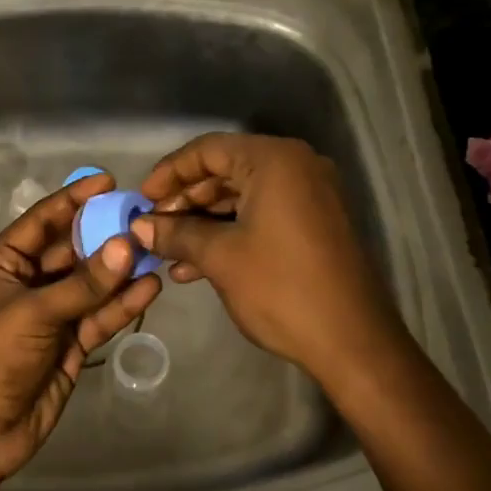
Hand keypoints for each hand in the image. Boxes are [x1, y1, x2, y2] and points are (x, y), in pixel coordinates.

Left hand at [0, 169, 162, 490]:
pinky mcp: (71, 344)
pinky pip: (99, 317)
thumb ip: (83, 283)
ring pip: (91, 285)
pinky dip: (122, 305)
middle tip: (145, 218)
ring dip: (120, 271)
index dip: (73, 200)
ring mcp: (51, 315)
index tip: (108, 182)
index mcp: (2, 264)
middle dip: (105, 236)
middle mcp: (27, 283)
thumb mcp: (34, 313)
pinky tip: (150, 288)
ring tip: (157, 250)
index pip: (41, 221)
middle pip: (71, 251)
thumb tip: (127, 246)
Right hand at [131, 134, 400, 387]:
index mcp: (275, 161)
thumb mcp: (220, 257)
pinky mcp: (313, 225)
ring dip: (202, 223)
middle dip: (184, 201)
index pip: (208, 150)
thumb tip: (139, 227)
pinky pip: (261, 216)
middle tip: (152, 228)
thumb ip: (176, 233)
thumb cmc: (281, 288)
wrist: (352, 341)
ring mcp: (309, 196)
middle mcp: (296, 168)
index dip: (169, 172)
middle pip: (225, 171)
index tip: (141, 200)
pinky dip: (229, 234)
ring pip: (241, 198)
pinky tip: (194, 267)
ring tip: (167, 253)